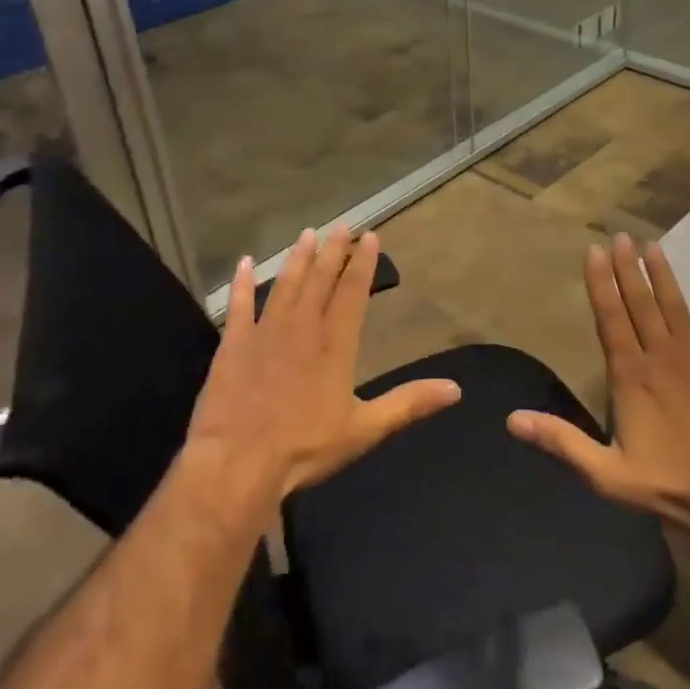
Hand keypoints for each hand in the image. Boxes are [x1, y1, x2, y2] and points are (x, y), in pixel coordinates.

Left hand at [185, 225, 461, 506]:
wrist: (238, 462)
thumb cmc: (305, 447)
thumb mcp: (365, 429)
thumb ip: (409, 403)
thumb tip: (456, 389)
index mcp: (335, 344)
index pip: (353, 292)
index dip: (363, 263)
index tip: (370, 236)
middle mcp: (302, 327)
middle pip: (319, 280)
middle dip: (332, 251)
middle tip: (341, 225)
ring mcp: (264, 332)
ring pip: (284, 285)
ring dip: (297, 258)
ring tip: (307, 235)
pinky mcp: (234, 345)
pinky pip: (239, 305)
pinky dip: (241, 283)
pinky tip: (244, 263)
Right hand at [508, 234, 689, 549]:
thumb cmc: (670, 485)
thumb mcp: (606, 473)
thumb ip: (561, 441)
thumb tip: (511, 420)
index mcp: (631, 375)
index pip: (610, 318)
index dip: (600, 283)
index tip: (594, 251)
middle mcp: (662, 357)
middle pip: (641, 304)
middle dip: (628, 269)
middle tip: (620, 236)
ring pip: (676, 307)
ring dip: (663, 276)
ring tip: (653, 245)